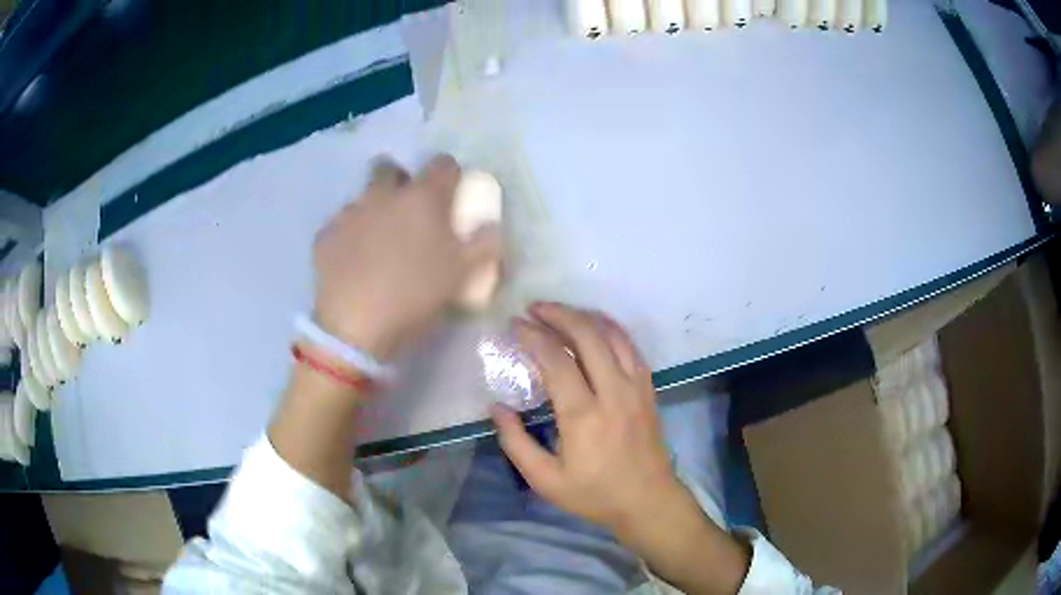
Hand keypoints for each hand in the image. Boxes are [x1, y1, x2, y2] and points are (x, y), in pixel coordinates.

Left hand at [312, 155, 501, 360]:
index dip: (450, 175)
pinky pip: (340, 225)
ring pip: (363, 197)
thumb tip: (491, 225)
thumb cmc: (416, 296)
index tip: (450, 195)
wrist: (355, 327)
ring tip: (377, 244)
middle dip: (400, 181)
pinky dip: (349, 236)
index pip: (443, 163)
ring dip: (373, 210)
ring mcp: (350, 212)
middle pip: (391, 168)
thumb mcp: (463, 276)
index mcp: (422, 198)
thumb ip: (484, 245)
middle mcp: (383, 194)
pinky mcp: (325, 235)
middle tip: (407, 212)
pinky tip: (352, 262)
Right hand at [491, 303, 688, 534]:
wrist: (648, 500)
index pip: (555, 360)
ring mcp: (636, 387)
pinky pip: (630, 346)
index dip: (532, 337)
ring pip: (612, 335)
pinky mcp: (648, 388)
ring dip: (584, 316)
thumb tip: (496, 407)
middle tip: (534, 308)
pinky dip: (610, 328)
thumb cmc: (594, 494)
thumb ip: (515, 442)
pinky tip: (594, 326)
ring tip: (560, 311)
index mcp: (583, 416)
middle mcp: (613, 392)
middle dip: (558, 314)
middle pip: (587, 336)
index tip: (514, 325)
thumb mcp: (544, 479)